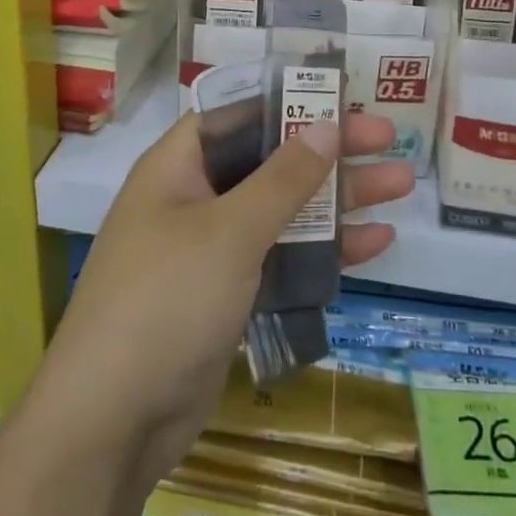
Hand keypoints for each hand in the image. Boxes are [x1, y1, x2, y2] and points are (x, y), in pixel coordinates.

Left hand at [22, 112, 411, 489]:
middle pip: (268, 162)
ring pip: (282, 212)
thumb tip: (325, 126)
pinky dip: (322, 251)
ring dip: (337, 200)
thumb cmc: (167, 299)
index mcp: (177, 168)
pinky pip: (280, 259)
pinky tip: (374, 243)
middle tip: (388, 139)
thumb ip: (282, 180)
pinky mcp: (228, 297)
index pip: (236, 116)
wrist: (115, 419)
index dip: (286, 102)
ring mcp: (210, 251)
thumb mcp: (230, 231)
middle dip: (327, 152)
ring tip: (401, 185)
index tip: (338, 97)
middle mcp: (192, 200)